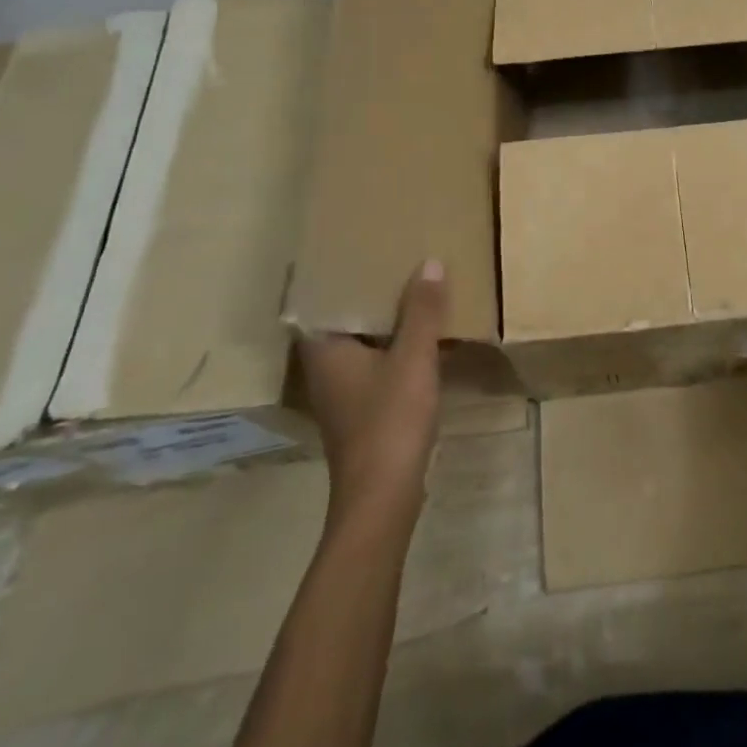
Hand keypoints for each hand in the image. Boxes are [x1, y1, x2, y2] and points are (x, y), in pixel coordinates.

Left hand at [297, 260, 447, 521]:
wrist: (383, 497)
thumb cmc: (390, 420)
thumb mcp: (414, 358)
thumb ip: (422, 311)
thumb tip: (429, 262)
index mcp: (324, 350)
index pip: (318, 302)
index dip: (335, 276)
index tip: (355, 249)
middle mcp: (324, 368)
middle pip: (340, 320)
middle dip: (365, 293)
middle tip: (392, 260)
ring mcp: (341, 393)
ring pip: (358, 343)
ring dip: (381, 320)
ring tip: (410, 290)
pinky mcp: (360, 411)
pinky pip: (373, 363)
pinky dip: (390, 346)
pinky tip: (418, 338)